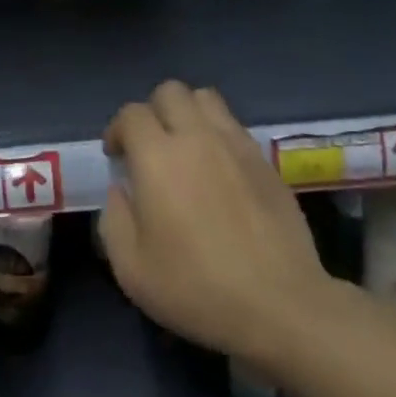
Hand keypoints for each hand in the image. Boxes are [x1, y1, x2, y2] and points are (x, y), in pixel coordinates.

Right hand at [98, 82, 332, 367]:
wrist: (281, 304)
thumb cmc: (197, 288)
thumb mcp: (132, 269)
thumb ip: (114, 220)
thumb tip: (120, 190)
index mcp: (158, 157)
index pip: (132, 114)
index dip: (118, 129)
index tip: (116, 157)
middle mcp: (197, 137)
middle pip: (170, 92)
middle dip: (152, 111)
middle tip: (149, 147)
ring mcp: (236, 144)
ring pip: (206, 98)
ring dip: (187, 113)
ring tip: (184, 147)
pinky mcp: (266, 160)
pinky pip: (234, 125)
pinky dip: (217, 133)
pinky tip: (218, 169)